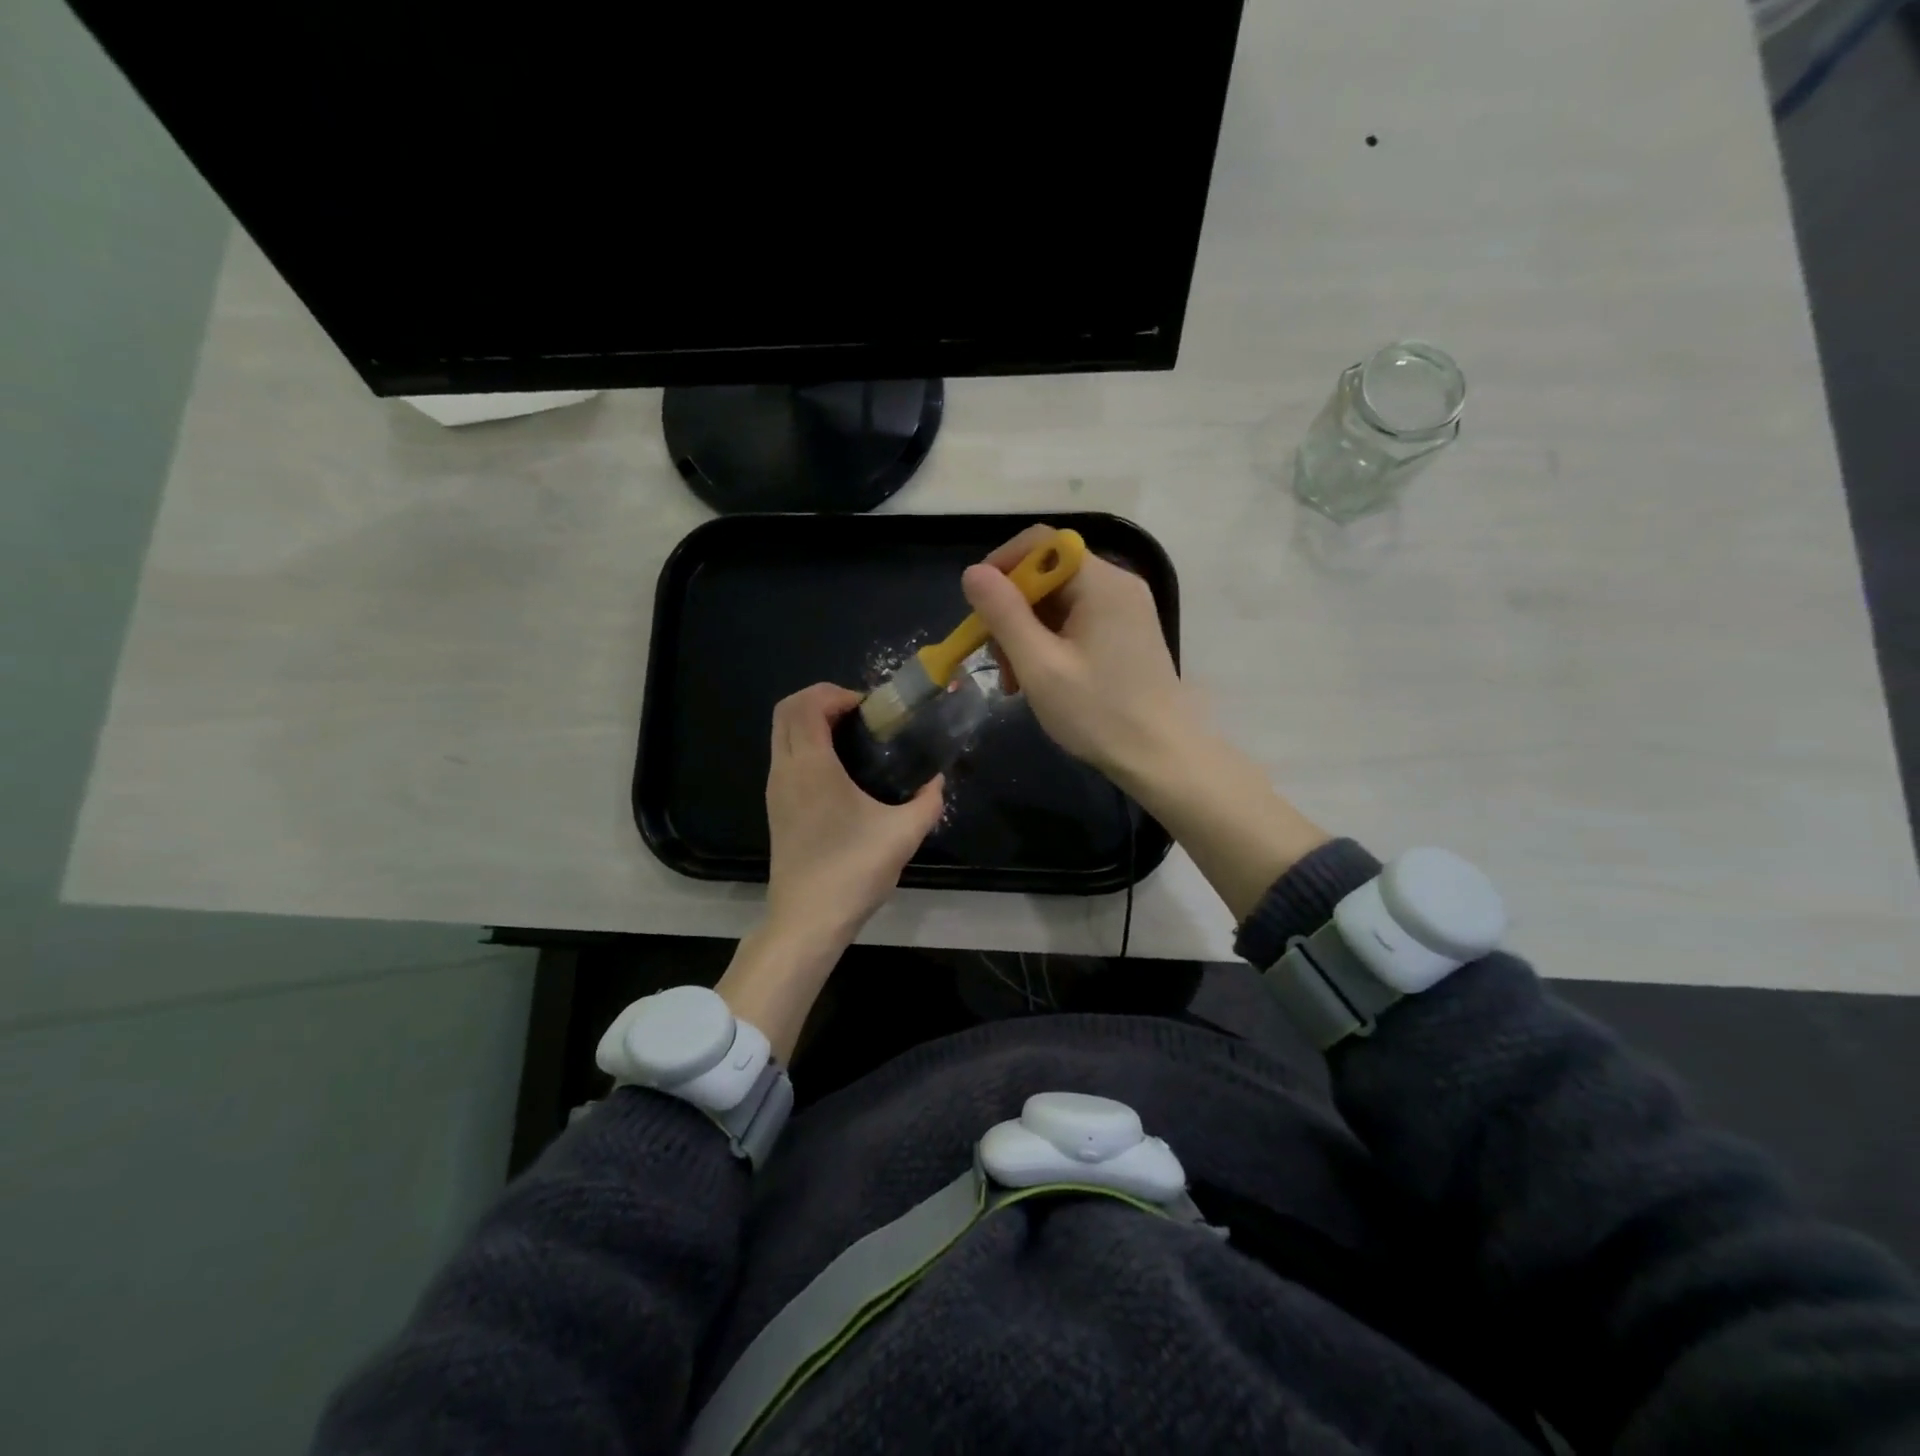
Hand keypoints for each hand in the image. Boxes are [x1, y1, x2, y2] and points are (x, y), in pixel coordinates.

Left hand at [718, 684, 943, 1060]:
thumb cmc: (852, 871)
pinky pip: (785, 756)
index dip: (836, 694)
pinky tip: (840, 771)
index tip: (869, 708)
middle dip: (821, 700)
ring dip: (812, 722)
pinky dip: (806, 745)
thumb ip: (928, 801)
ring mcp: (775, 789)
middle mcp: (785, 769)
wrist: (807, 920)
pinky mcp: (776, 807)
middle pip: (786, 710)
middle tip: (860, 715)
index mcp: (811, 766)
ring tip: (854, 739)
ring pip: (782, 734)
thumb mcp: (903, 834)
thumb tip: (938, 781)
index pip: (806, 704)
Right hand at [962, 526, 1328, 921]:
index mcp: (1101, 583)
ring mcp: (1124, 609)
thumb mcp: (1040, 666)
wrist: (1161, 757)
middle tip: (993, 658)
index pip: (1041, 542)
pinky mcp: (1125, 633)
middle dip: (1011, 611)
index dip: (1001, 565)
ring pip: (1057, 602)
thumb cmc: (1099, 713)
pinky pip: (1075, 622)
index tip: (977, 606)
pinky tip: (1038, 680)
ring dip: (1026, 633)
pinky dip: (1049, 643)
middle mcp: (1116, 584)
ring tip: (1013, 682)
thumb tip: (973, 572)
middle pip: (1047, 574)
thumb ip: (1004, 615)